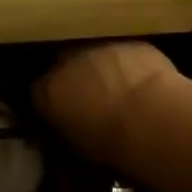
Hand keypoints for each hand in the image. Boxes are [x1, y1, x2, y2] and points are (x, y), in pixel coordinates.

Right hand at [32, 40, 180, 166]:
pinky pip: (124, 54)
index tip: (63, 114)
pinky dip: (129, 66)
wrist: (151, 119)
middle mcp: (67, 60)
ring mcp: (99, 47)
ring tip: (120, 93)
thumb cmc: (111, 144)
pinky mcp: (129, 43)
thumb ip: (66, 131)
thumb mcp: (78, 148)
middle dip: (76, 81)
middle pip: (65, 66)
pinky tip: (142, 84)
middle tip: (94, 103)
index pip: (39, 92)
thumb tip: (69, 130)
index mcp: (48, 90)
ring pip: (96, 56)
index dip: (52, 102)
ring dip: (102, 71)